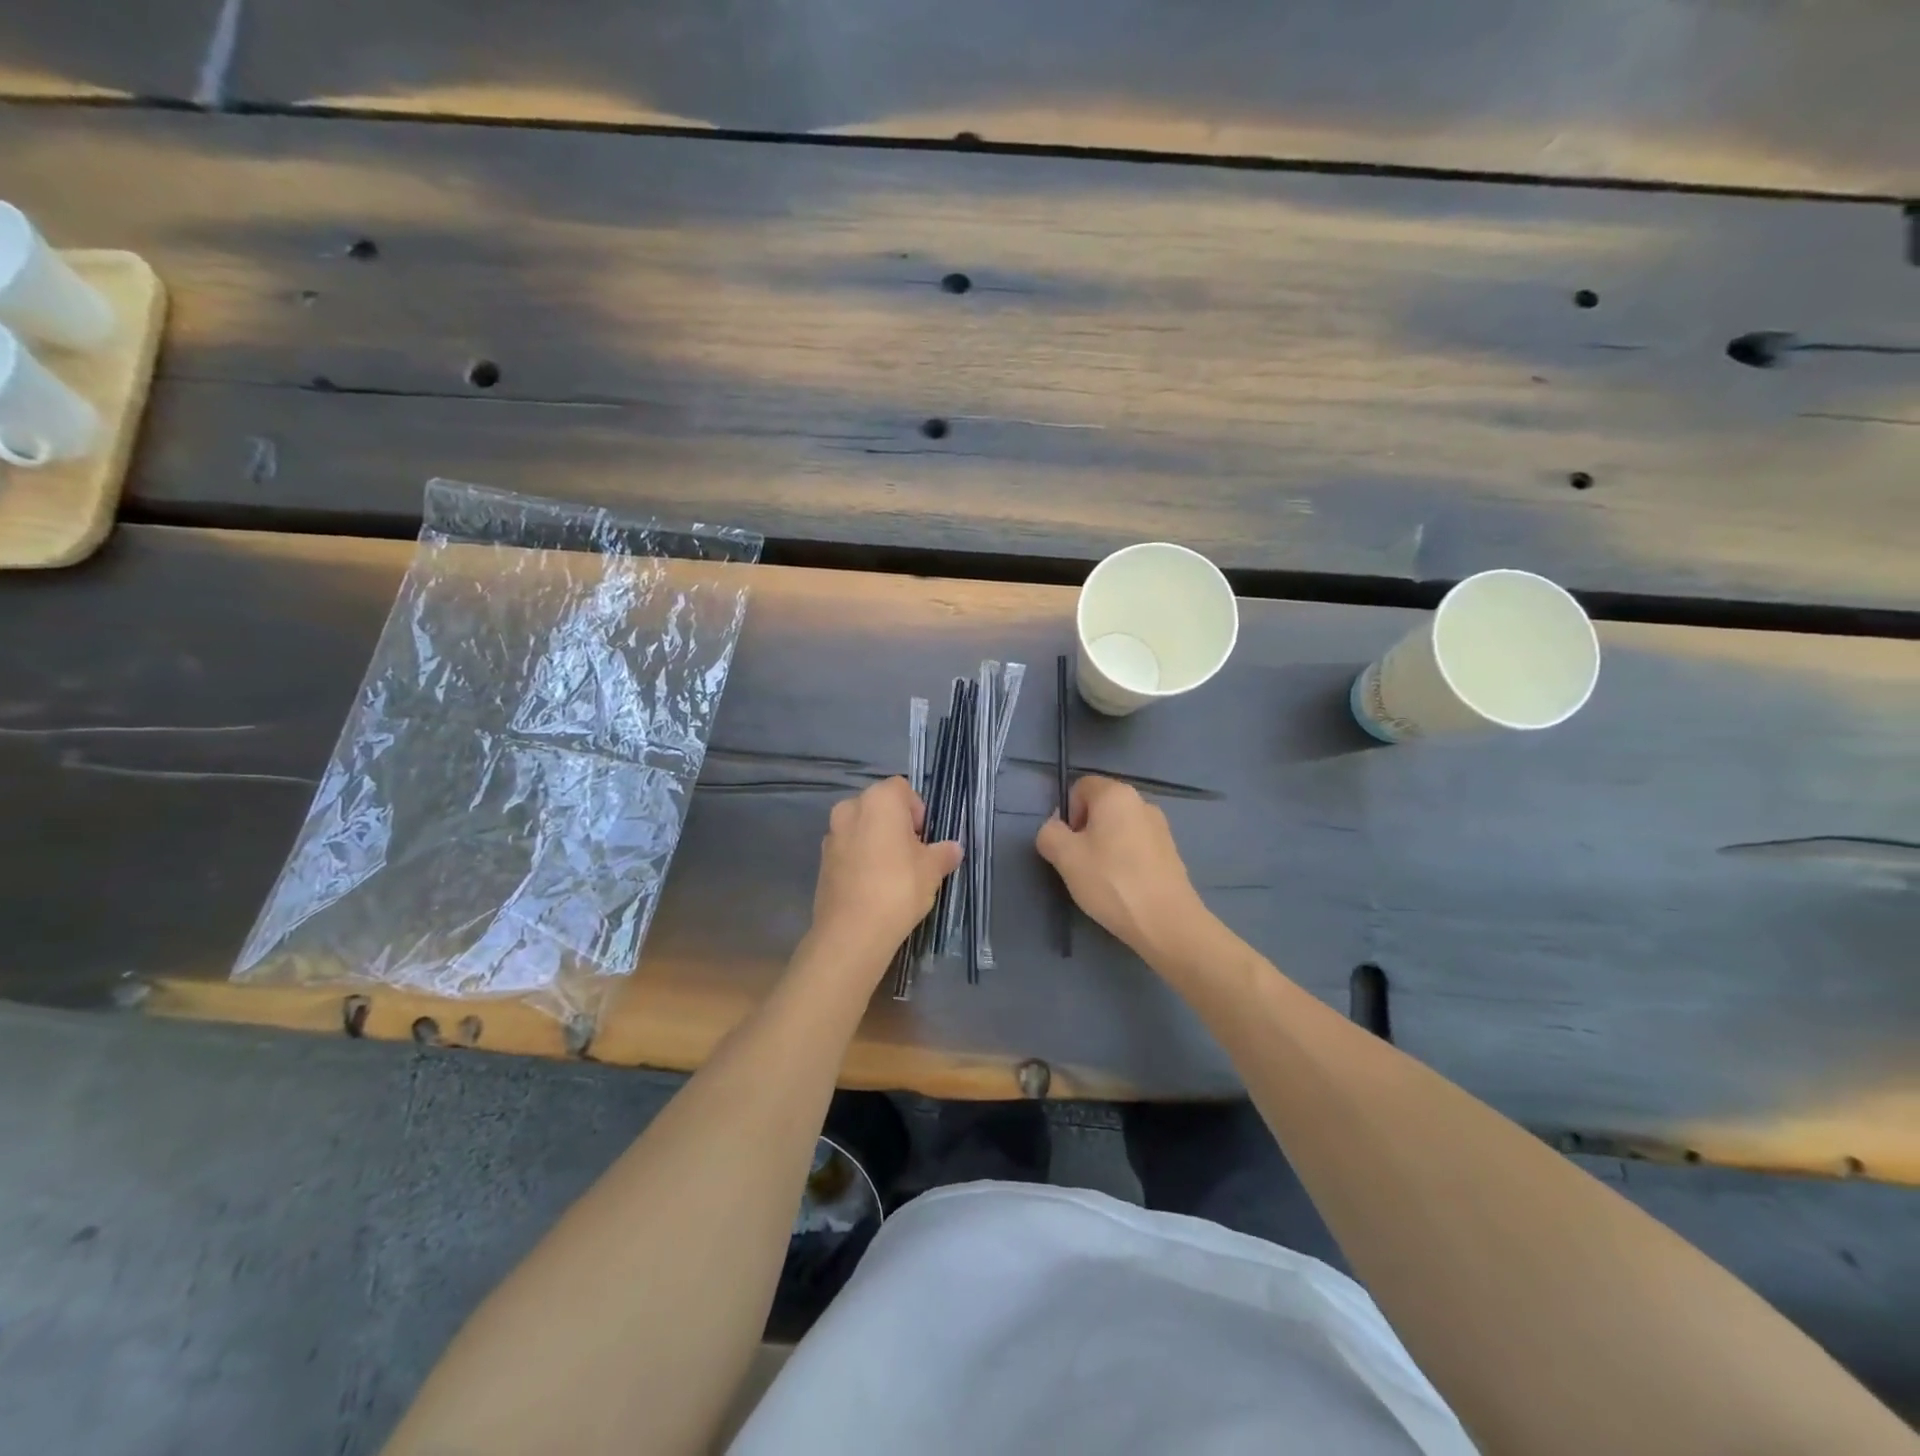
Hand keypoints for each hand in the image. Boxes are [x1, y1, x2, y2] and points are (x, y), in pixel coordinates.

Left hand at [810, 777, 962, 969]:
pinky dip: (861, 860)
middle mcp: (850, 808)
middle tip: (912, 855)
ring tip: (893, 874)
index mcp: (878, 800)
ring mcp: (831, 835)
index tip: (925, 838)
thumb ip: (944, 853)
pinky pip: (848, 850)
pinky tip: (873, 887)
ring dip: (877, 842)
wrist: (852, 931)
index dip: (917, 810)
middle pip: (879, 807)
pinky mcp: (822, 861)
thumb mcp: (932, 869)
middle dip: (896, 825)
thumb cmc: (899, 887)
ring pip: (861, 829)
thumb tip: (953, 849)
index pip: (902, 789)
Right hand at [1035, 776, 1207, 959]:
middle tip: (1080, 863)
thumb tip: (1055, 829)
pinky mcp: (1170, 851)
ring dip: (1105, 846)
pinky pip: (1137, 845)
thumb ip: (1049, 834)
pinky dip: (1125, 858)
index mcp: (1116, 794)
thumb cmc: (1111, 881)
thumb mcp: (1065, 857)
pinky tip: (1124, 886)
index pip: (1081, 787)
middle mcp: (1141, 802)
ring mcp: (1160, 827)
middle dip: (1085, 830)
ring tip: (1102, 878)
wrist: (1167, 921)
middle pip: (1101, 807)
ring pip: (1119, 827)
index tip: (1067, 844)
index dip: (1067, 812)